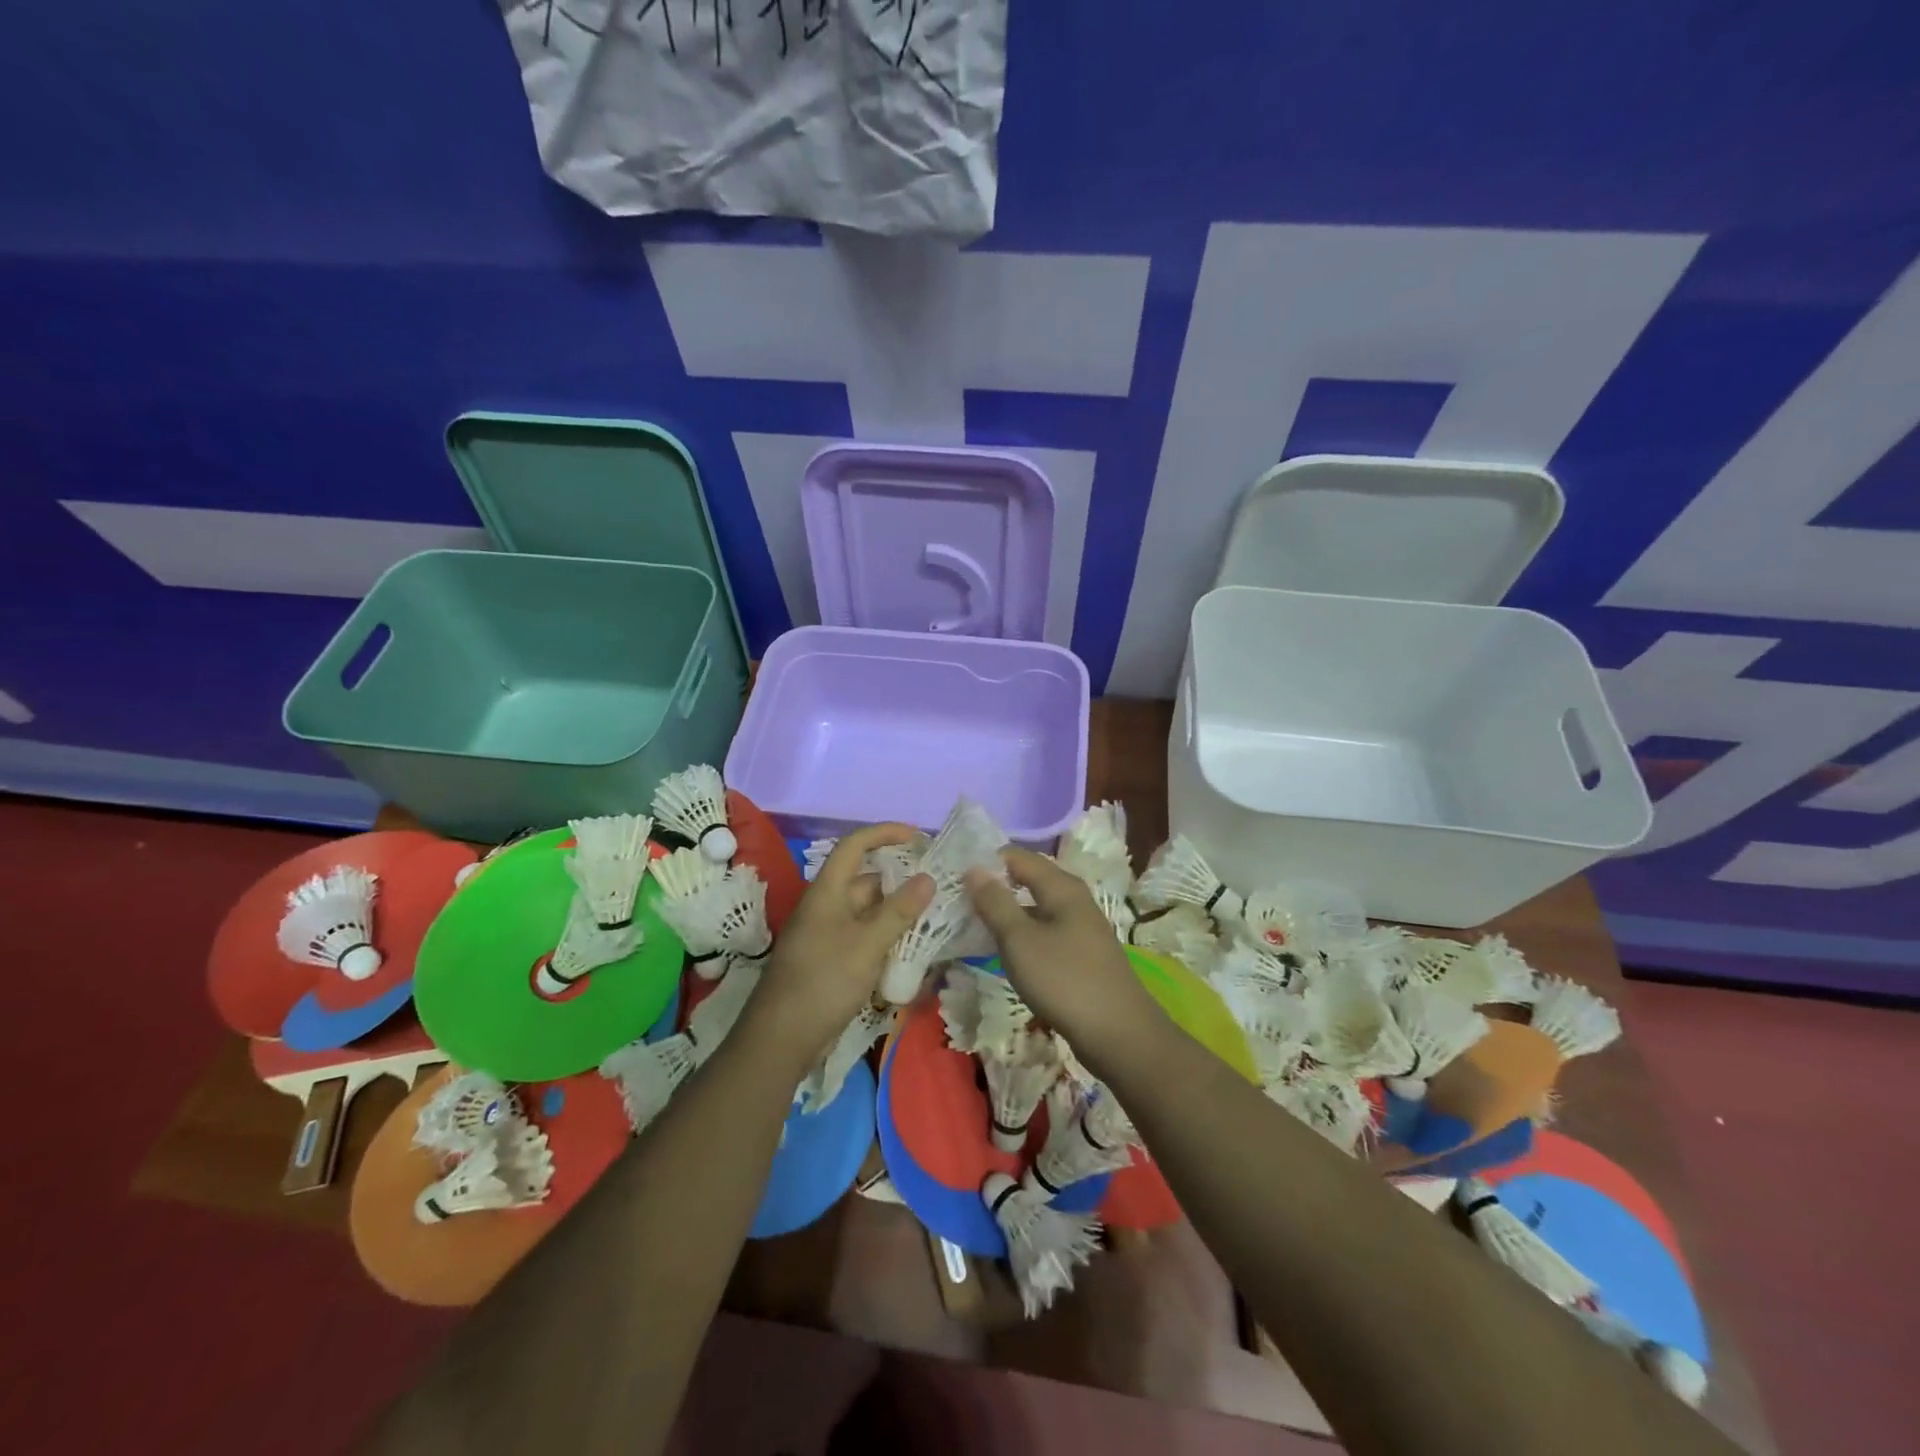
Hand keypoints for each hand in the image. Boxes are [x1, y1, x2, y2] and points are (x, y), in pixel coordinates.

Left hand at [743, 824, 933, 1069]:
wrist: (782, 1039)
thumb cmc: (823, 982)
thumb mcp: (867, 944)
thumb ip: (899, 911)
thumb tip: (928, 877)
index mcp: (827, 891)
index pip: (854, 846)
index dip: (884, 833)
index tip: (917, 836)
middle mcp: (827, 907)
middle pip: (866, 880)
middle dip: (901, 878)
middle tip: (939, 883)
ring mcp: (829, 935)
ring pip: (869, 912)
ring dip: (898, 911)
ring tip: (936, 914)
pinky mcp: (833, 961)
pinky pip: (866, 938)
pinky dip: (889, 937)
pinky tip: (915, 948)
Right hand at [965, 848, 1157, 1061]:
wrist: (1118, 1034)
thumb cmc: (1065, 980)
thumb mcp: (1020, 940)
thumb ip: (995, 902)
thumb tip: (973, 868)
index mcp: (1061, 886)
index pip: (1017, 856)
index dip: (986, 861)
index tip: (953, 874)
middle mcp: (1073, 898)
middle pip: (1027, 879)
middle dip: (993, 886)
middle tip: (957, 899)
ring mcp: (1080, 927)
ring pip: (1035, 908)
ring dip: (1006, 912)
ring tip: (971, 923)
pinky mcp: (1080, 953)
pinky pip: (1044, 931)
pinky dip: (1021, 935)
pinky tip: (1003, 951)